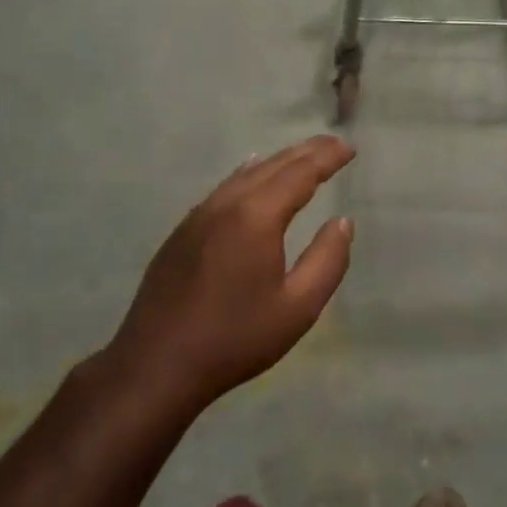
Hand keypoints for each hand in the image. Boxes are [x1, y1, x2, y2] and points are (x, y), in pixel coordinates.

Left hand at [104, 136, 355, 414]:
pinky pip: (224, 188)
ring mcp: (199, 215)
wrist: (157, 363)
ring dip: (277, 162)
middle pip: (272, 166)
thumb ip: (327, 260)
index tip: (349, 148)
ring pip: (245, 174)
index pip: (300, 173)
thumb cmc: (235, 338)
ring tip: (301, 156)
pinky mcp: (182, 231)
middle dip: (306, 152)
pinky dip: (248, 175)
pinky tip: (250, 175)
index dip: (327, 157)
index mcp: (257, 216)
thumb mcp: (297, 308)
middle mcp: (226, 204)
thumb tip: (343, 222)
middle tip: (333, 144)